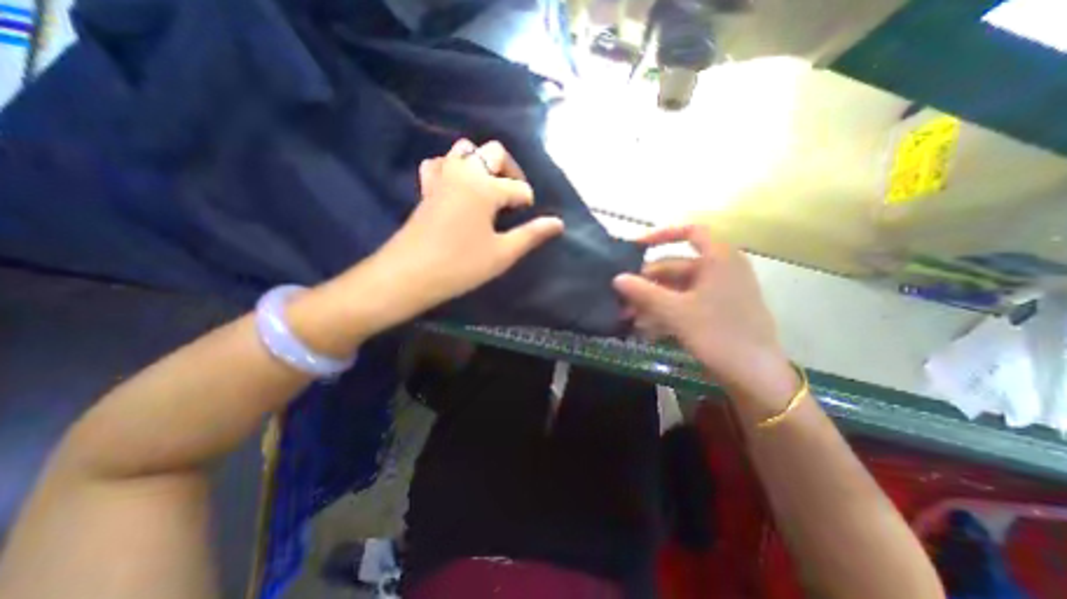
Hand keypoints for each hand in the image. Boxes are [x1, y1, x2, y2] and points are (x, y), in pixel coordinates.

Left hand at [384, 137, 565, 307]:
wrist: (410, 274)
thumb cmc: (461, 265)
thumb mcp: (502, 253)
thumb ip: (531, 234)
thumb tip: (558, 223)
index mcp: (486, 187)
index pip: (519, 188)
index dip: (528, 203)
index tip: (529, 220)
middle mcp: (464, 172)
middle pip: (494, 152)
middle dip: (510, 171)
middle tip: (513, 198)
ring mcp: (442, 176)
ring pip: (465, 150)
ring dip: (482, 163)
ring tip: (490, 189)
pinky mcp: (427, 187)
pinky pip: (440, 163)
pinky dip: (452, 167)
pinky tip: (459, 186)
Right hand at [613, 223, 795, 401]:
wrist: (756, 377)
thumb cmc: (718, 335)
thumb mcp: (676, 312)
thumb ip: (644, 293)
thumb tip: (616, 278)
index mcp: (719, 258)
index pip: (689, 231)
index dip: (660, 235)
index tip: (634, 248)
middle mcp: (720, 269)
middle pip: (675, 266)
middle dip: (646, 283)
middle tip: (621, 298)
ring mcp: (719, 291)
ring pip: (676, 288)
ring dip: (651, 300)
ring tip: (627, 317)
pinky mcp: (716, 310)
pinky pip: (684, 302)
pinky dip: (664, 311)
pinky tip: (644, 326)